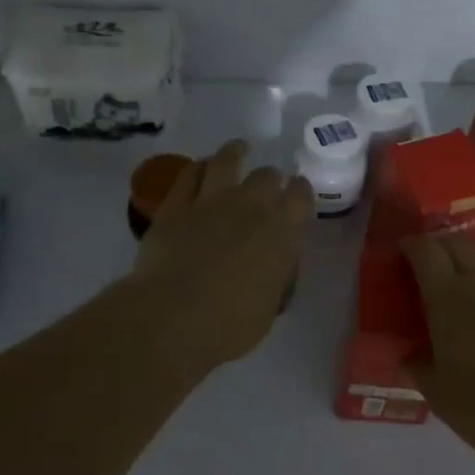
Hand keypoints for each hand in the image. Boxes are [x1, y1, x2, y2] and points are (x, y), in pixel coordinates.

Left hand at [129, 140, 312, 375]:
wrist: (173, 317)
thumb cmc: (230, 324)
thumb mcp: (269, 306)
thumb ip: (275, 277)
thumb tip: (272, 265)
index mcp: (282, 232)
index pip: (301, 197)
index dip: (301, 192)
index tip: (298, 194)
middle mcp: (251, 206)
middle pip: (267, 176)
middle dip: (271, 178)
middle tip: (268, 185)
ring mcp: (211, 201)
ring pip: (227, 160)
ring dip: (235, 152)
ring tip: (239, 149)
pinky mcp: (175, 206)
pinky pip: (189, 175)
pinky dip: (198, 168)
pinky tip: (200, 167)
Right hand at [402, 234, 474, 472]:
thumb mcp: (440, 395)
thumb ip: (419, 367)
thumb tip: (408, 354)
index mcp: (449, 297)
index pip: (425, 249)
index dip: (411, 245)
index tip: (401, 252)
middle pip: (457, 245)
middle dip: (439, 248)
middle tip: (427, 271)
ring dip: (468, 279)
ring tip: (460, 312)